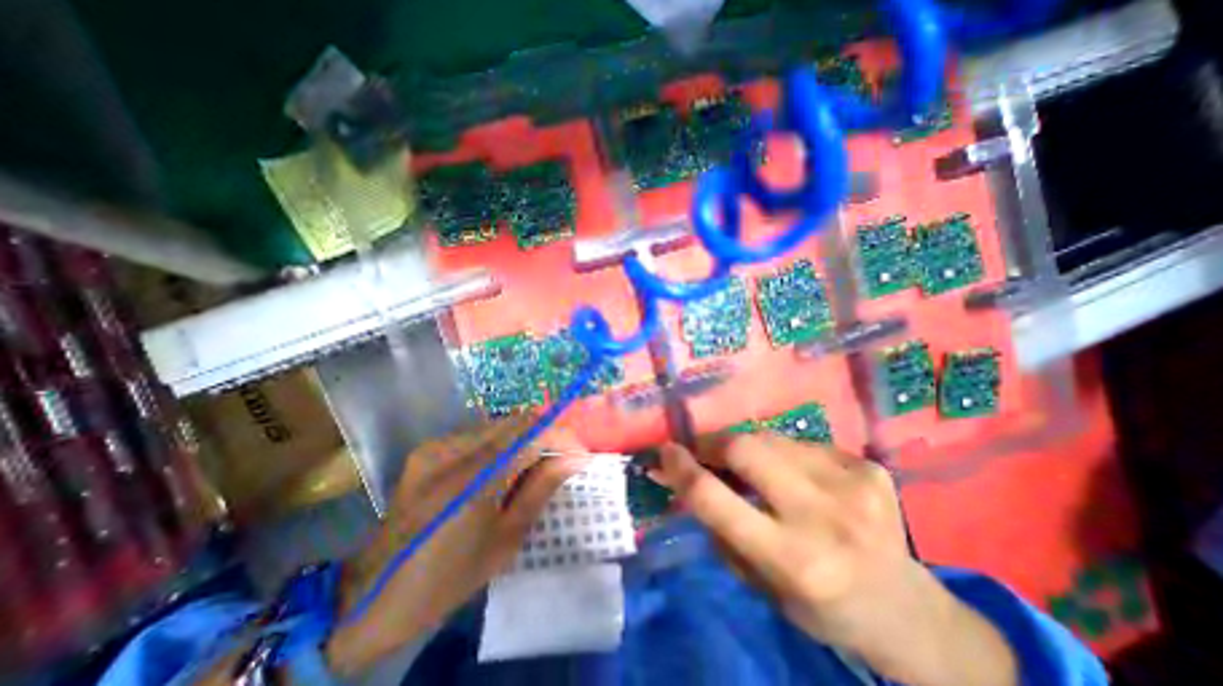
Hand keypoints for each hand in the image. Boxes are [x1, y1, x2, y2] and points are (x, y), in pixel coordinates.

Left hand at [328, 417, 588, 674]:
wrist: (373, 594)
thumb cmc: (448, 577)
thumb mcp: (506, 539)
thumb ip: (541, 488)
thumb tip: (575, 458)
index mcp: (472, 478)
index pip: (531, 433)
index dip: (562, 437)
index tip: (581, 454)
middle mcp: (451, 449)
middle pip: (516, 421)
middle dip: (547, 434)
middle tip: (563, 458)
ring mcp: (436, 445)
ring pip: (499, 424)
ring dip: (525, 438)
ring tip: (538, 464)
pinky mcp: (428, 448)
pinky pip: (479, 434)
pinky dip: (503, 444)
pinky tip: (505, 469)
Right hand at [653, 434, 1017, 685]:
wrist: (906, 609)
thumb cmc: (820, 605)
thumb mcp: (758, 583)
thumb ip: (718, 527)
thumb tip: (683, 479)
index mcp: (793, 560)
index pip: (715, 499)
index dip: (681, 468)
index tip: (665, 451)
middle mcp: (824, 517)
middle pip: (744, 448)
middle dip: (713, 444)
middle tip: (705, 451)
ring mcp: (852, 484)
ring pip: (770, 438)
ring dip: (748, 448)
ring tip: (751, 467)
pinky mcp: (867, 466)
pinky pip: (801, 444)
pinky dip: (784, 454)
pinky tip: (796, 476)